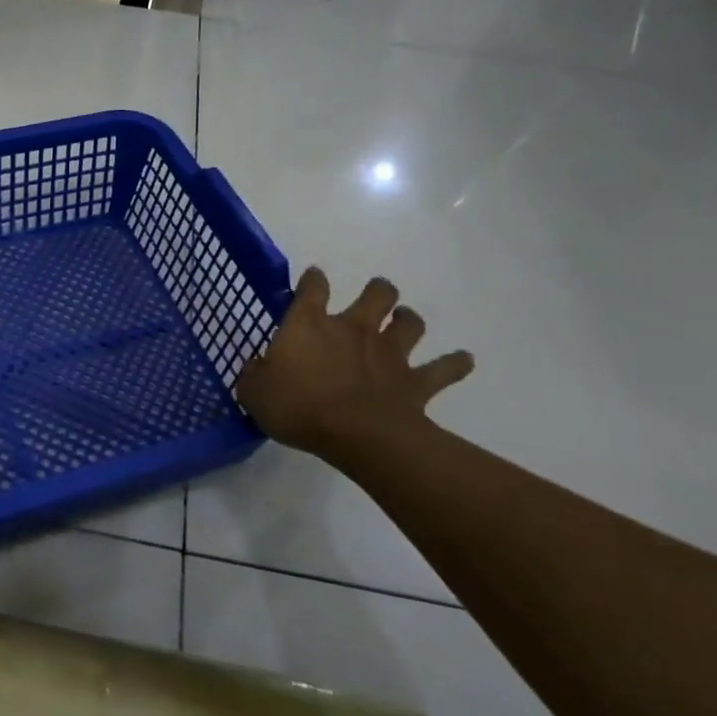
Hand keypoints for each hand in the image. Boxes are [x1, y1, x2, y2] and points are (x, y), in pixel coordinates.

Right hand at [235, 269, 473, 462]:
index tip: (312, 280)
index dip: (312, 280)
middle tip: (373, 298)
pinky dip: (455, 363)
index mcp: (310, 325)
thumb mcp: (254, 394)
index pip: (312, 288)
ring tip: (404, 323)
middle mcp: (354, 328)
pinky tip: (462, 360)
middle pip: (376, 293)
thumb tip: (255, 368)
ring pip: (410, 322)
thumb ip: (254, 376)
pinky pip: (444, 368)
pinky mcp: (416, 381)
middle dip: (377, 291)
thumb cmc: (298, 408)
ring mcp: (389, 353)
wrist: (357, 435)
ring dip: (408, 320)